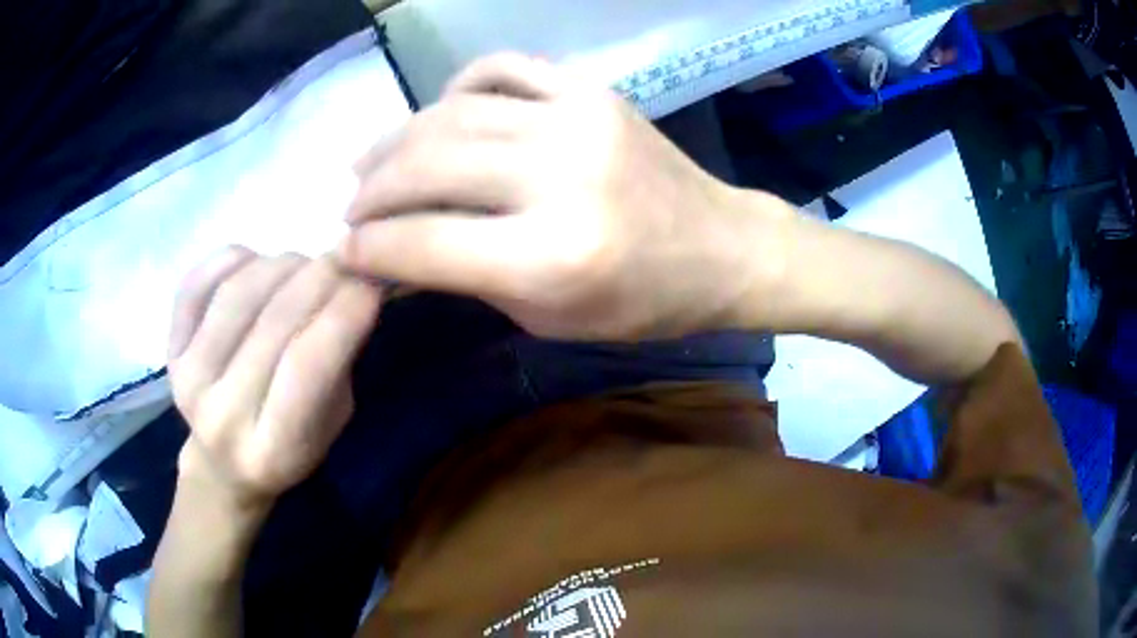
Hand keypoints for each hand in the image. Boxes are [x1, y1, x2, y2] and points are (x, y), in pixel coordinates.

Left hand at [167, 247, 381, 508]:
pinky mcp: (170, 350)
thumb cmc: (289, 448)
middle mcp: (223, 416)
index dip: (344, 311)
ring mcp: (188, 380)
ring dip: (280, 264)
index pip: (307, 365)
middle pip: (273, 322)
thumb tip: (354, 284)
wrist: (222, 465)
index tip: (371, 279)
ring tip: (302, 265)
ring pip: (237, 294)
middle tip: (344, 260)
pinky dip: (232, 258)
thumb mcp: (332, 422)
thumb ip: (339, 362)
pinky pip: (197, 284)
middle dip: (320, 276)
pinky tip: (256, 261)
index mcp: (273, 450)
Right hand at [340, 54, 793, 339]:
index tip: (343, 251)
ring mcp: (577, 120)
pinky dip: (457, 89)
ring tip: (371, 162)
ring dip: (395, 139)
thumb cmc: (640, 303)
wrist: (720, 247)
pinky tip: (442, 114)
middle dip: (370, 191)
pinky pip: (500, 70)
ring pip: (449, 115)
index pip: (422, 244)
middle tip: (350, 206)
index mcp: (552, 258)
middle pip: (425, 167)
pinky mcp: (591, 91)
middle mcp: (560, 178)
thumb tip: (393, 249)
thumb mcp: (546, 316)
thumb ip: (465, 277)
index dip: (367, 248)